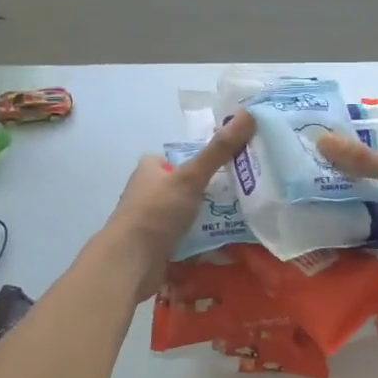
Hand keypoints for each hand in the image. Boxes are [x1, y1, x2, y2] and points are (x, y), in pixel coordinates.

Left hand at [102, 112, 252, 300]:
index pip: (183, 157)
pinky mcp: (161, 246)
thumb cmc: (156, 212)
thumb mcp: (191, 176)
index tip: (237, 164)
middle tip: (247, 193)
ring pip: (192, 214)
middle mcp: (151, 192)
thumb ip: (219, 150)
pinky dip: (207, 242)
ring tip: (246, 219)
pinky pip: (191, 239)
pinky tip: (230, 245)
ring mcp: (155, 221)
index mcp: (151, 169)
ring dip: (214, 218)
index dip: (208, 160)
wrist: (129, 263)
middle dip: (215, 192)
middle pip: (191, 186)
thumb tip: (248, 113)